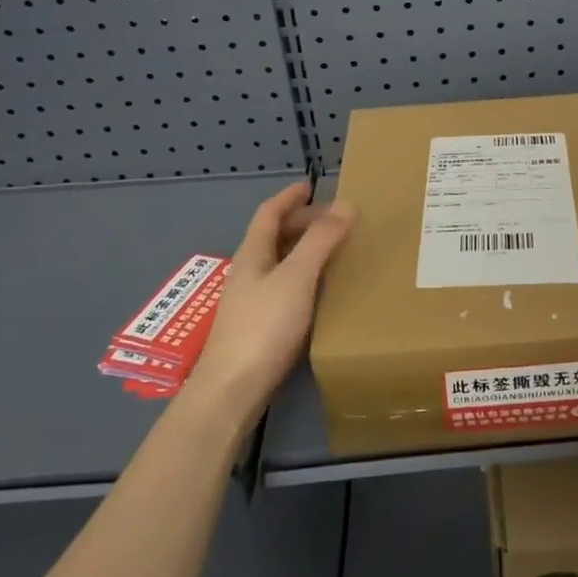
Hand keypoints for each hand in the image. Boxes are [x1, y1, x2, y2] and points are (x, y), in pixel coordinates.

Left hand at [183, 181, 353, 418]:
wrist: (232, 391)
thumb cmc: (263, 327)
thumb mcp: (296, 277)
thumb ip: (320, 241)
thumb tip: (345, 205)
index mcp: (252, 255)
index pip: (268, 214)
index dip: (288, 197)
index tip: (310, 185)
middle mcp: (249, 273)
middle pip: (273, 237)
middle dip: (301, 222)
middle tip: (335, 218)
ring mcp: (252, 302)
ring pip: (280, 263)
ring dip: (304, 249)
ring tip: (335, 248)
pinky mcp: (260, 328)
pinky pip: (285, 288)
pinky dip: (305, 276)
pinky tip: (322, 290)